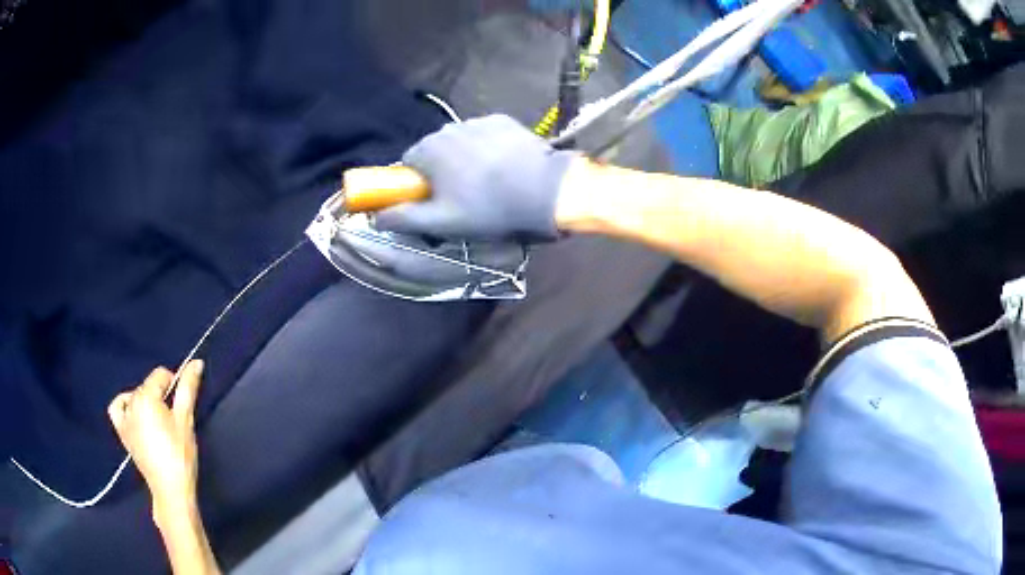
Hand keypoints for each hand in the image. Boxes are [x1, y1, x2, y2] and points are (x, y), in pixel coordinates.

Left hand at [109, 360, 203, 519]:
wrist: (170, 490)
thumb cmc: (180, 455)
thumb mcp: (185, 420)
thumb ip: (188, 389)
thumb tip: (197, 362)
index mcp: (145, 397)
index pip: (160, 375)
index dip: (175, 385)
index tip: (183, 406)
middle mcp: (131, 402)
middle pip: (148, 386)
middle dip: (161, 396)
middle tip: (174, 420)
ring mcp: (123, 417)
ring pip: (136, 396)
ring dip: (147, 402)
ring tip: (159, 422)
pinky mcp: (122, 432)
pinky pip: (118, 408)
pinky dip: (125, 405)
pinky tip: (135, 414)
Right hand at [374, 114, 578, 240]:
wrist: (545, 191)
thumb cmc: (489, 209)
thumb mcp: (441, 222)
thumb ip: (404, 218)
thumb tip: (375, 217)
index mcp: (428, 150)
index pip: (408, 164)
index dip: (418, 185)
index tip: (434, 201)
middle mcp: (448, 128)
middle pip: (435, 152)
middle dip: (442, 171)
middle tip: (463, 197)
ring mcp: (478, 121)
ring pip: (460, 143)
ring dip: (465, 159)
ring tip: (488, 183)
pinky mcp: (504, 121)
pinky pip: (485, 135)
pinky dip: (488, 148)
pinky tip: (505, 167)